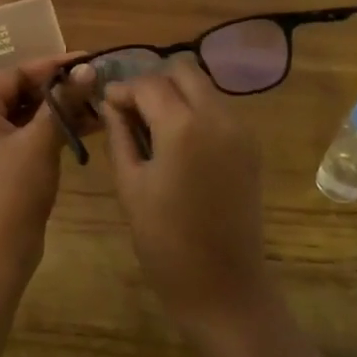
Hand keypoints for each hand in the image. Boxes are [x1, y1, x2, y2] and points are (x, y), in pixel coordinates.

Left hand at [0, 55, 93, 263]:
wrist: (0, 248)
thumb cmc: (15, 187)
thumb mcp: (42, 139)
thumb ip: (64, 101)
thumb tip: (88, 70)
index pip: (15, 74)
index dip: (53, 66)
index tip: (87, 60)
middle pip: (19, 93)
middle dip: (58, 90)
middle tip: (94, 83)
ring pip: (24, 116)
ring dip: (57, 110)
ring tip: (95, 104)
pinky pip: (23, 136)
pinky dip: (49, 131)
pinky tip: (82, 127)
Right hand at [99, 56, 272, 331]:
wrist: (223, 285)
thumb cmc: (165, 240)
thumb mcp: (130, 185)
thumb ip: (120, 136)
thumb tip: (111, 105)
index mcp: (183, 126)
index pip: (148, 84)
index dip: (123, 90)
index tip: (106, 105)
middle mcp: (217, 117)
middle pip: (184, 72)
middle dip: (154, 83)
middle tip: (131, 111)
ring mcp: (240, 130)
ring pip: (204, 88)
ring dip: (177, 95)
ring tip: (152, 127)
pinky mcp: (250, 147)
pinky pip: (219, 110)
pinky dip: (196, 112)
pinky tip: (177, 142)